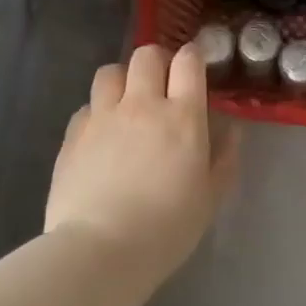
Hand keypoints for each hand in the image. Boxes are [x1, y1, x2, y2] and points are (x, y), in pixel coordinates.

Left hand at [46, 43, 240, 286]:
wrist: (100, 250)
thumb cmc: (166, 228)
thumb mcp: (209, 198)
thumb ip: (224, 159)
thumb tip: (232, 130)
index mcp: (182, 116)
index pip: (188, 61)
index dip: (192, 58)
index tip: (194, 71)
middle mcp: (142, 104)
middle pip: (146, 55)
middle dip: (157, 62)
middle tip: (161, 86)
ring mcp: (103, 116)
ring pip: (110, 71)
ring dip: (122, 81)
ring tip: (126, 104)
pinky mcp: (73, 134)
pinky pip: (86, 106)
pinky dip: (96, 113)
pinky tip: (100, 137)